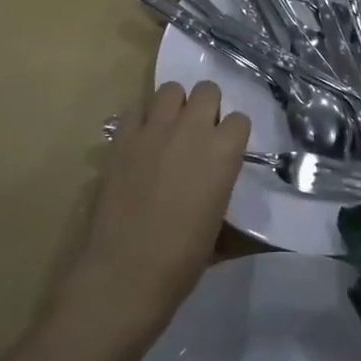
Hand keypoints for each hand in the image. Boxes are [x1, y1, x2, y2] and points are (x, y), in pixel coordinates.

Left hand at [65, 81, 250, 339]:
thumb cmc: (182, 259)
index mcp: (223, 152)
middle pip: (207, 90)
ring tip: (170, 130)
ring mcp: (153, 130)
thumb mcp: (218, 224)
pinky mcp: (121, 138)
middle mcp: (191, 130)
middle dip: (207, 107)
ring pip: (170, 89)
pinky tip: (141, 142)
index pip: (239, 120)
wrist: (126, 271)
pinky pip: (135, 109)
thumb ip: (221, 188)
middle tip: (199, 133)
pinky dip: (142, 120)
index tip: (226, 150)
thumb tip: (217, 185)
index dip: (233, 135)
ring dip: (175, 105)